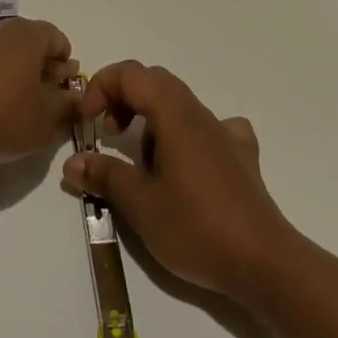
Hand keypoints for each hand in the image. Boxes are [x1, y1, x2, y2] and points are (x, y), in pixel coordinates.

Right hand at [63, 61, 296, 300]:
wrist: (265, 262)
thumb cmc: (197, 227)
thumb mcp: (140, 205)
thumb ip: (105, 176)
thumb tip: (73, 162)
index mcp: (174, 114)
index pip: (131, 75)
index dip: (101, 88)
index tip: (87, 123)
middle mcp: (201, 114)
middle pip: (155, 82)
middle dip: (123, 99)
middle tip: (108, 134)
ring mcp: (226, 134)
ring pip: (180, 105)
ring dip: (151, 120)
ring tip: (142, 161)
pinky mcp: (242, 158)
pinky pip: (210, 129)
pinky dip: (187, 136)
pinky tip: (187, 165)